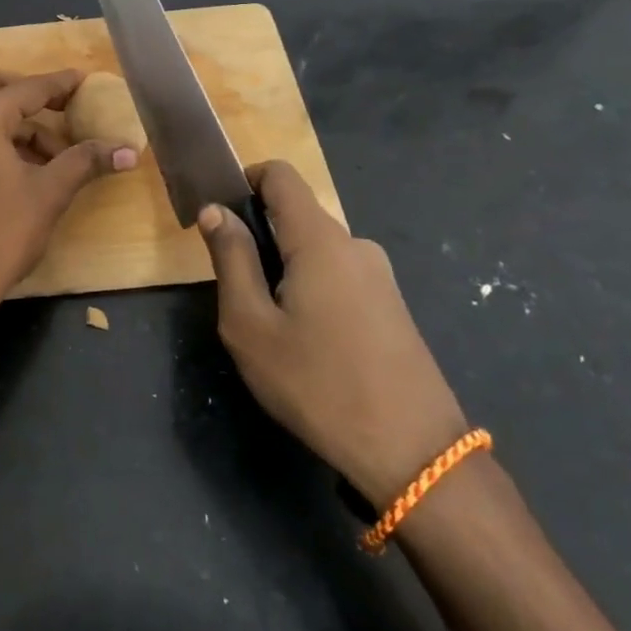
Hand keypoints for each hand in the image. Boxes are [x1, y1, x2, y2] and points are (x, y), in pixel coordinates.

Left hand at [0, 70, 135, 328]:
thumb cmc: (1, 232)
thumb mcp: (50, 193)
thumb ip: (86, 161)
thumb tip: (129, 150)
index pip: (27, 89)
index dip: (60, 84)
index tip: (86, 81)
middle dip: (29, 94)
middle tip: (63, 110)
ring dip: (18, 123)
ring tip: (57, 156)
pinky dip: (0, 139)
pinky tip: (29, 169)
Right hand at [199, 160, 469, 504]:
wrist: (415, 455)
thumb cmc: (318, 384)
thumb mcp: (251, 325)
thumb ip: (231, 259)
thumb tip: (216, 210)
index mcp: (320, 240)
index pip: (280, 175)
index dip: (245, 180)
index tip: (220, 218)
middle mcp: (355, 245)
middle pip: (296, 217)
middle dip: (260, 241)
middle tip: (238, 296)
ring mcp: (380, 277)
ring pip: (316, 253)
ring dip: (285, 272)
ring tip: (272, 331)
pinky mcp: (392, 307)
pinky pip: (339, 278)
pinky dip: (311, 292)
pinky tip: (309, 346)